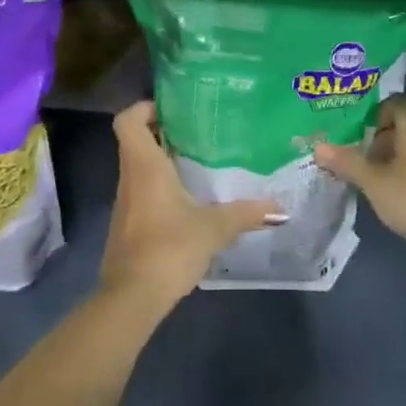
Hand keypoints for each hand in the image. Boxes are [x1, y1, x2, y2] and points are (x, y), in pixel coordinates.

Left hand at [101, 102, 280, 312]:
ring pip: (139, 167)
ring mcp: (126, 202)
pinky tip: (189, 199)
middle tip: (198, 131)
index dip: (144, 107)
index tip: (173, 109)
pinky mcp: (128, 225)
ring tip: (200, 161)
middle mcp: (130, 177)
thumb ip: (245, 214)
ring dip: (163, 161)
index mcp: (144, 166)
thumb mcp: (214, 228)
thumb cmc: (169, 248)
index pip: (128, 120)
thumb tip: (279, 207)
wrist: (132, 297)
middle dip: (163, 132)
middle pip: (136, 141)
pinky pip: (142, 191)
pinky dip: (161, 186)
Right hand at [315, 96, 405, 277]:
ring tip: (374, 177)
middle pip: (404, 124)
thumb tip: (318, 148)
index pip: (394, 102)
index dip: (373, 115)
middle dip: (381, 138)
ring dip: (396, 156)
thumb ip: (346, 162)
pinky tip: (397, 192)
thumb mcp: (373, 181)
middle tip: (359, 157)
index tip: (356, 134)